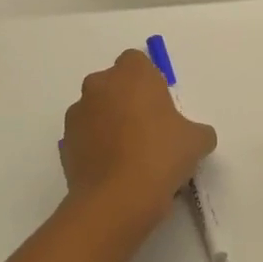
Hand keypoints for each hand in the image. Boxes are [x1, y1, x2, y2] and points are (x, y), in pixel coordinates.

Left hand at [62, 50, 216, 232]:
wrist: (116, 200)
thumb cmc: (160, 156)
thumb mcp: (196, 141)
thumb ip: (197, 130)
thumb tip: (196, 137)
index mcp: (132, 74)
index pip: (136, 61)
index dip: (149, 81)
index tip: (161, 105)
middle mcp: (99, 85)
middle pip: (114, 84)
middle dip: (127, 100)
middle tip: (148, 129)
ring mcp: (77, 114)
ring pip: (96, 110)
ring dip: (109, 123)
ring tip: (130, 155)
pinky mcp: (65, 143)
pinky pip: (85, 137)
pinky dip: (96, 146)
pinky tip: (114, 170)